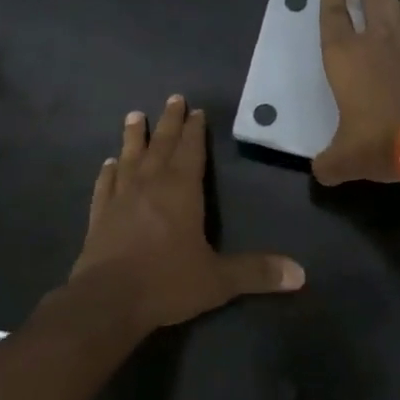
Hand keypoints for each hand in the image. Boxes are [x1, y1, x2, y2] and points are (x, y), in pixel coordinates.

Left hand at [71, 95, 304, 330]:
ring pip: (129, 157)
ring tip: (135, 116)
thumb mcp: (218, 280)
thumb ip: (257, 272)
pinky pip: (105, 185)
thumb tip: (301, 274)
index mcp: (181, 191)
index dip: (195, 130)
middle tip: (173, 99)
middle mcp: (150, 185)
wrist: (107, 300)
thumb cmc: (167, 282)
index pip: (191, 151)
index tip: (196, 110)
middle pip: (161, 145)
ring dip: (134, 136)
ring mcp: (120, 198)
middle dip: (169, 122)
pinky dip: (108, 172)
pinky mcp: (99, 215)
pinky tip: (108, 163)